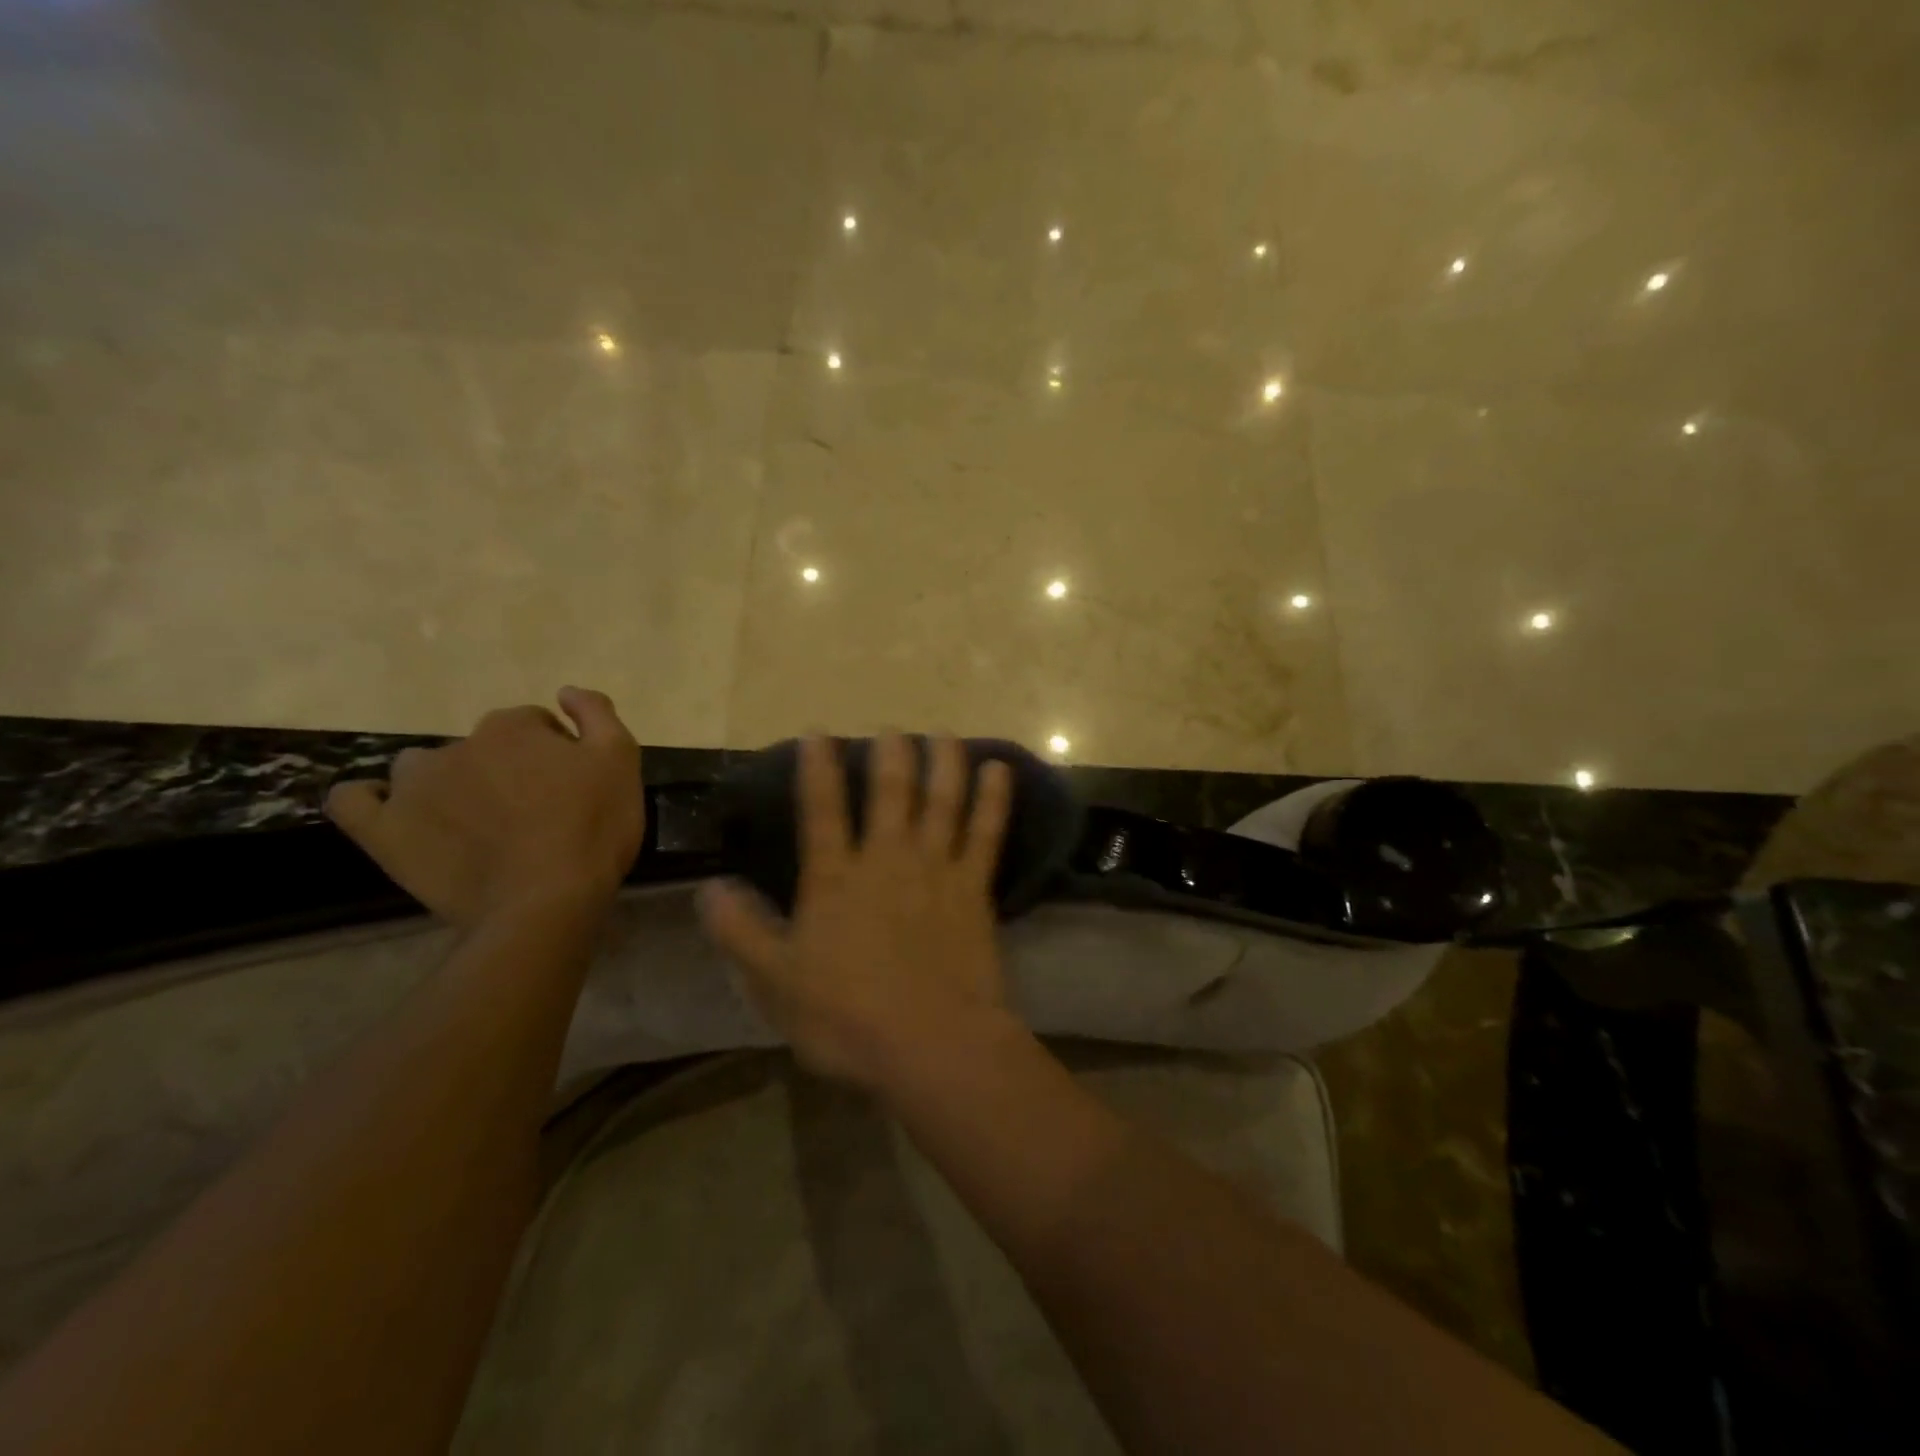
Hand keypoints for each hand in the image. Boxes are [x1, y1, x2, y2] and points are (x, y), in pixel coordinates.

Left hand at [326, 687, 643, 926]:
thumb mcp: (621, 761)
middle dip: (506, 768)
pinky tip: (395, 813)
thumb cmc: (592, 828)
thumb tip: (565, 692)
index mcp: (513, 727)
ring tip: (475, 823)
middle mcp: (458, 746)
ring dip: (447, 783)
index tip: (572, 786)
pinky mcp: (386, 832)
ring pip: (424, 768)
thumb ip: (596, 715)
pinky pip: (353, 801)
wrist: (546, 901)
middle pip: (484, 746)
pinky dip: (370, 800)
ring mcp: (414, 788)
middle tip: (534, 810)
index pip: (536, 724)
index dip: (557, 753)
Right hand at [697, 733, 1016, 1089]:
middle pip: (889, 792)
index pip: (820, 809)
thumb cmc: (847, 1018)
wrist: (931, 1044)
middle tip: (891, 728)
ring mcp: (936, 868)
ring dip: (944, 762)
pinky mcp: (974, 887)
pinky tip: (999, 769)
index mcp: (836, 878)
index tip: (817, 732)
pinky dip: (993, 799)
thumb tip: (708, 888)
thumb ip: (741, 932)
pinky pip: (986, 832)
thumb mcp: (776, 982)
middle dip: (890, 754)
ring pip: (941, 800)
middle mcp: (887, 859)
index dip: (817, 767)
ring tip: (944, 733)